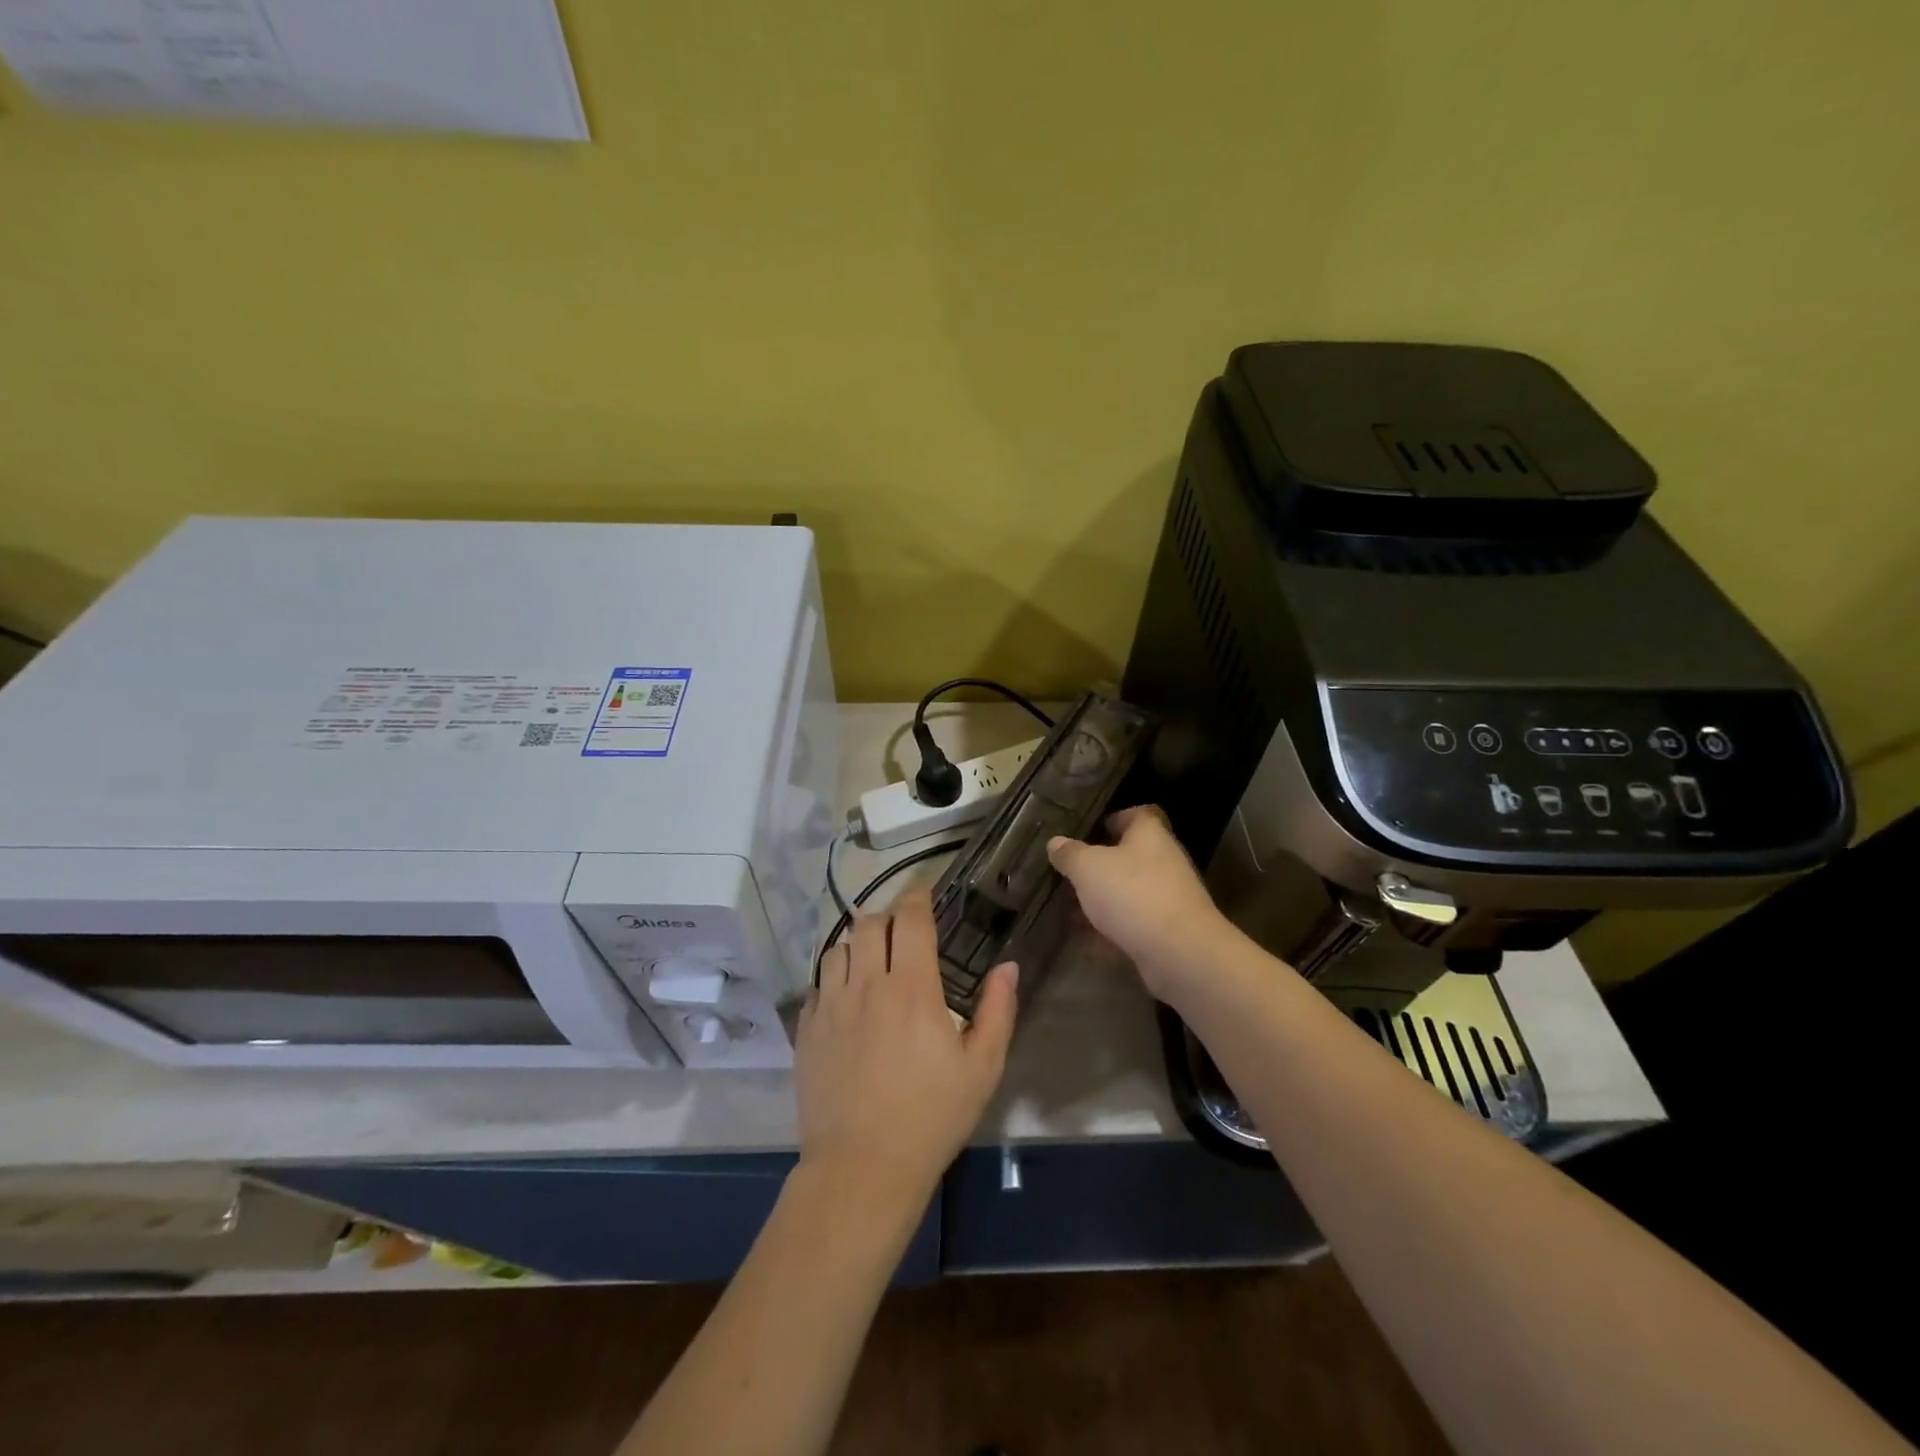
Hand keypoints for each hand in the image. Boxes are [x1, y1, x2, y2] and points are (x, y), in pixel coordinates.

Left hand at [797, 887, 1017, 1210]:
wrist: (862, 1168)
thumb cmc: (931, 1117)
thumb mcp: (981, 1068)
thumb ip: (998, 1011)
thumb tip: (1007, 967)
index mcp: (911, 988)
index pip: (910, 919)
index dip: (917, 898)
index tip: (924, 893)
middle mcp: (866, 984)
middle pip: (869, 923)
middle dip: (888, 916)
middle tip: (904, 931)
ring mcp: (830, 1005)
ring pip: (839, 947)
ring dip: (858, 942)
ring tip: (873, 958)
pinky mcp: (806, 1029)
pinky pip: (818, 983)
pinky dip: (834, 976)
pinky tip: (847, 996)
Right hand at [1046, 804, 1234, 1001]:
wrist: (1179, 951)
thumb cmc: (1131, 894)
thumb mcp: (1087, 867)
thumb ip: (1069, 854)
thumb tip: (1055, 843)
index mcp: (1149, 836)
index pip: (1138, 815)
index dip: (1118, 818)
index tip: (1095, 828)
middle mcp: (1164, 862)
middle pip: (1133, 856)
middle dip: (1102, 866)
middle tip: (1073, 874)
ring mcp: (1169, 899)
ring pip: (1131, 893)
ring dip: (1104, 901)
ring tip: (1072, 911)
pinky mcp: (1169, 932)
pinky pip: (1134, 925)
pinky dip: (1112, 932)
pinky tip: (1088, 944)